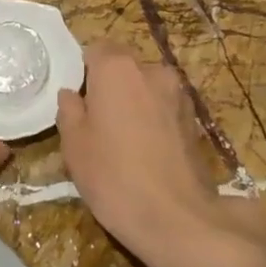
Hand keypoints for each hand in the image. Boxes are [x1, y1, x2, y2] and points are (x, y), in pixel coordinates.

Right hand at [56, 44, 265, 266]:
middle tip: (96, 120)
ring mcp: (179, 94)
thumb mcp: (74, 145)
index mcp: (117, 68)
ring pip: (146, 87)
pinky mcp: (195, 120)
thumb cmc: (113, 176)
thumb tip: (71, 94)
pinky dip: (153, 119)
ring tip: (122, 139)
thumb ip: (69, 110)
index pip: (96, 48)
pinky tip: (146, 151)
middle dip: (110, 85)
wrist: (177, 218)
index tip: (77, 98)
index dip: (84, 70)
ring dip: (134, 103)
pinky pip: (164, 108)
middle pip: (124, 66)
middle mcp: (152, 70)